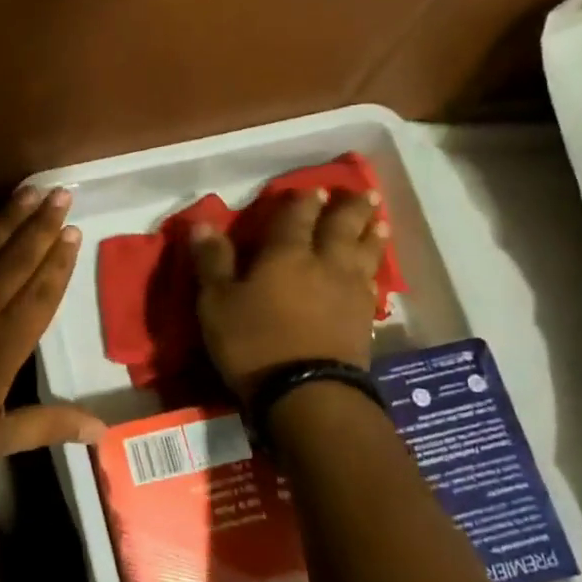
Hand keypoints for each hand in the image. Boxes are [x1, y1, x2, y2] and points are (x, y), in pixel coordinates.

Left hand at [0, 187, 106, 470]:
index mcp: (8, 339)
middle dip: (44, 224)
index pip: (43, 291)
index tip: (74, 231)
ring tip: (30, 190)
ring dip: (10, 216)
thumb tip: (103, 430)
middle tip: (63, 194)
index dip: (61, 261)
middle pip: (20, 257)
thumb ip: (48, 425)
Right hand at [190, 187, 390, 399]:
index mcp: (286, 255)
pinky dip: (375, 269)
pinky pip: (373, 283)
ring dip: (372, 234)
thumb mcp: (217, 303)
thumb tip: (202, 224)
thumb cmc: (254, 343)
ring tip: (379, 220)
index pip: (296, 217)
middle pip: (341, 228)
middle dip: (350, 208)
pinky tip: (373, 271)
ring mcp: (349, 292)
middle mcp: (324, 264)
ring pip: (365, 252)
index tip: (312, 189)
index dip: (303, 201)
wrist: (308, 393)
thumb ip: (212, 262)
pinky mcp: (364, 320)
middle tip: (363, 192)